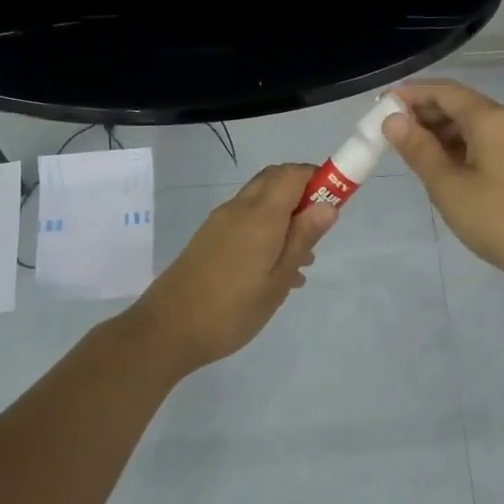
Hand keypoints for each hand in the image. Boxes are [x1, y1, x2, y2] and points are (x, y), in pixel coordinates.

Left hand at [121, 164, 337, 376]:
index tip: (336, 202)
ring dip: (286, 214)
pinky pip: (247, 220)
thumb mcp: (277, 279)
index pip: (294, 173)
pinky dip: (267, 228)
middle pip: (276, 180)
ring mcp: (221, 222)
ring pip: (261, 201)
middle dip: (303, 193)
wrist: (167, 329)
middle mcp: (239, 208)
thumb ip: (303, 238)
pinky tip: (277, 269)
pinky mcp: (210, 238)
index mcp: (260, 214)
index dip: (319, 178)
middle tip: (319, 229)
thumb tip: (328, 204)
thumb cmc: (232, 309)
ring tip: (303, 257)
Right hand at [384, 79, 503, 293]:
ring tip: (409, 148)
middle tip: (390, 129)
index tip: (382, 103)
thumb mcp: (449, 187)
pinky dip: (460, 144)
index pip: (445, 92)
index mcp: (492, 119)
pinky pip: (487, 140)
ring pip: (474, 123)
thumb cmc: (498, 220)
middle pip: (461, 104)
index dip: (412, 94)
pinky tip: (441, 163)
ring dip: (441, 130)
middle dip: (425, 111)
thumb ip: (419, 149)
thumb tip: (392, 119)